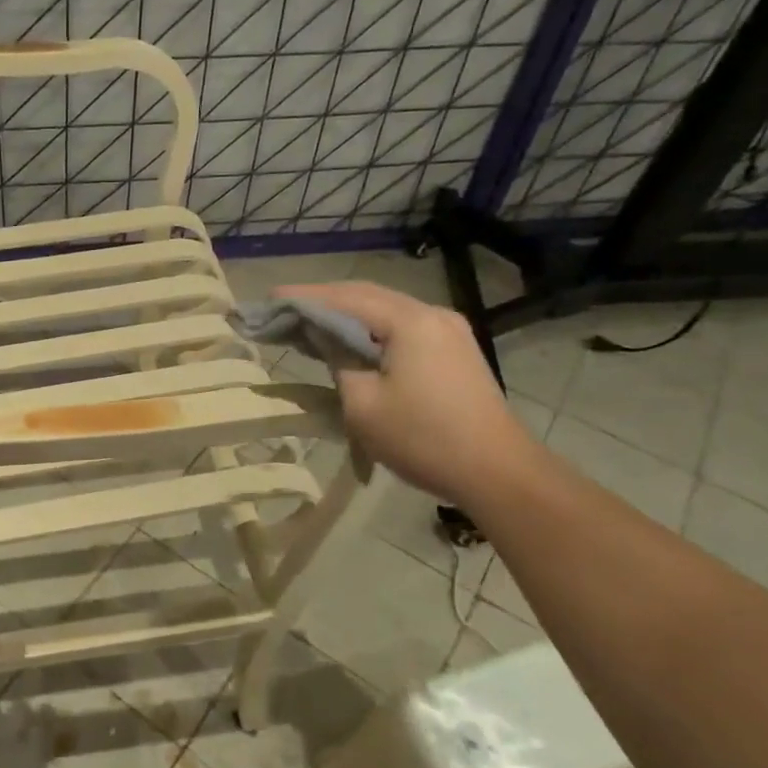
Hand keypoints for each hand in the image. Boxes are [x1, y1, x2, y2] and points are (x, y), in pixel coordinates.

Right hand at [275, 282, 537, 509]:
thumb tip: (320, 333)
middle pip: (367, 295)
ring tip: (309, 324)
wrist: (498, 472)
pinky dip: (371, 329)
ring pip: (386, 310)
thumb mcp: (363, 404)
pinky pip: (403, 327)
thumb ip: (337, 359)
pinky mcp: (455, 349)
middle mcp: (432, 313)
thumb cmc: (423, 439)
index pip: (344, 298)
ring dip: (347, 315)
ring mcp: (449, 329)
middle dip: (323, 301)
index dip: (303, 298)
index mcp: (409, 322)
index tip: (268, 300)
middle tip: (283, 311)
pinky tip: (351, 341)